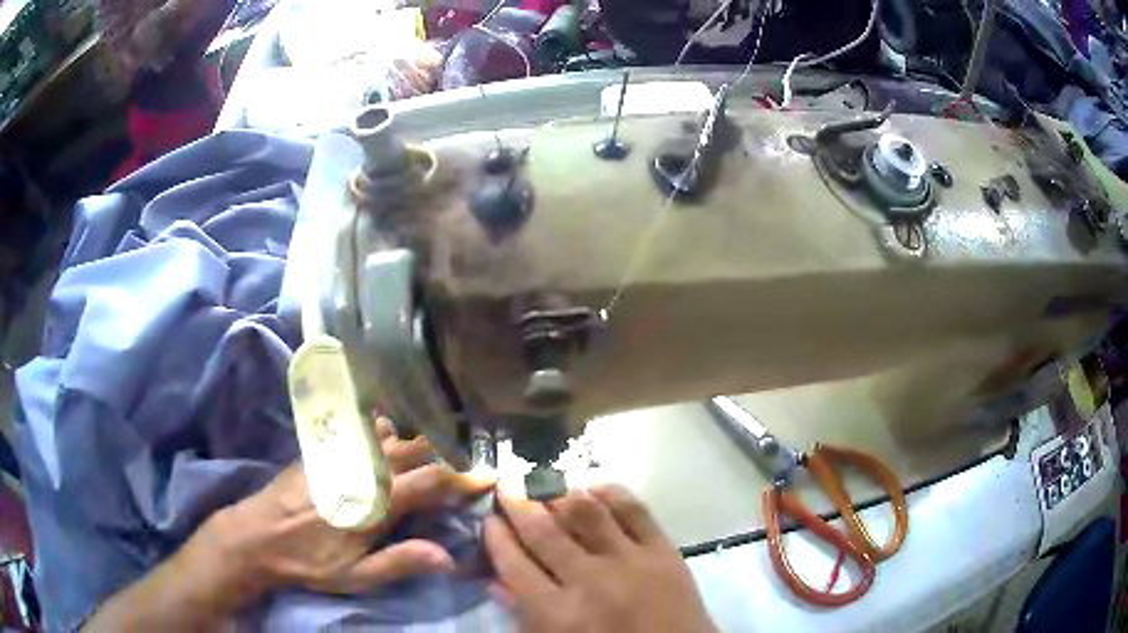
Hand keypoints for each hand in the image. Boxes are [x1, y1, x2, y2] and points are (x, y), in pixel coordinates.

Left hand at [200, 418, 494, 605]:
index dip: (464, 480)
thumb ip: (400, 562)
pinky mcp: (324, 449)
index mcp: (374, 502)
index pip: (431, 483)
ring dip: (418, 440)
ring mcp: (341, 454)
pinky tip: (390, 430)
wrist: (256, 535)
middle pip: (415, 452)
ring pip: (391, 436)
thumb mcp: (355, 576)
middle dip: (446, 456)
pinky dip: (385, 429)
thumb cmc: (309, 561)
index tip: (489, 477)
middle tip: (468, 463)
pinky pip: (362, 430)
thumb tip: (449, 557)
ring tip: (438, 446)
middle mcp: (362, 468)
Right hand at [484, 486, 715, 632]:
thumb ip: (523, 615)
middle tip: (506, 486)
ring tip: (542, 482)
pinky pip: (634, 510)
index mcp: (558, 614)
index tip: (488, 520)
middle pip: (543, 532)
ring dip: (558, 492)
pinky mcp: (663, 550)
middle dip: (518, 504)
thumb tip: (494, 580)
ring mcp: (630, 561)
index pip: (514, 565)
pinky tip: (592, 484)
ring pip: (586, 513)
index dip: (496, 538)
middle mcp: (589, 581)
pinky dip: (611, 492)